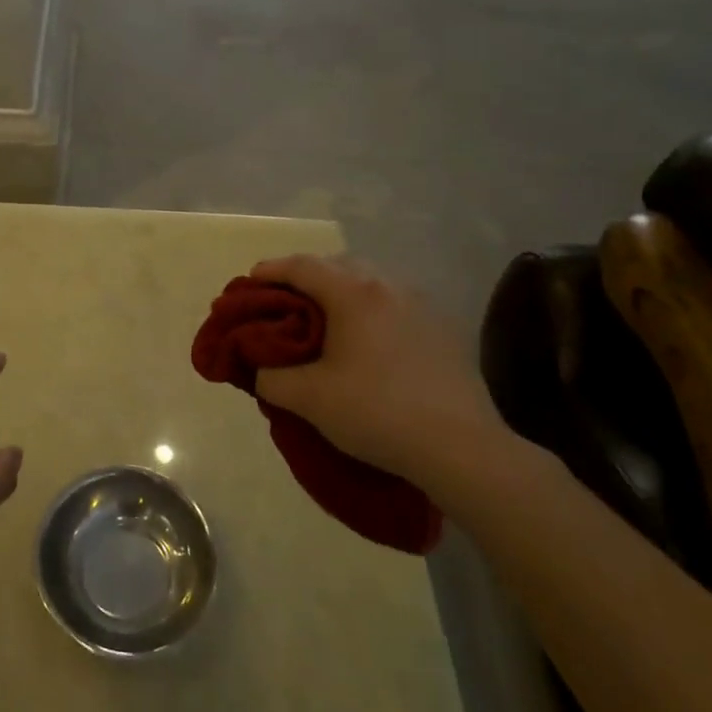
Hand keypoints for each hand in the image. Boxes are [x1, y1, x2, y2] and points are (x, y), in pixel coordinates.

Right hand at [250, 254, 501, 485]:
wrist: (460, 447)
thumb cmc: (377, 412)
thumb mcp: (309, 399)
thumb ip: (272, 378)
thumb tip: (261, 370)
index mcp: (353, 293)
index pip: (302, 266)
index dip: (271, 270)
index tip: (250, 281)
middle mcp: (388, 286)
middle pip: (338, 264)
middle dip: (307, 275)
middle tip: (285, 299)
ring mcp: (421, 304)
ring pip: (371, 281)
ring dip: (342, 290)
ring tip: (326, 318)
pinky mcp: (443, 328)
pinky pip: (395, 303)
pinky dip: (371, 308)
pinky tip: (368, 339)